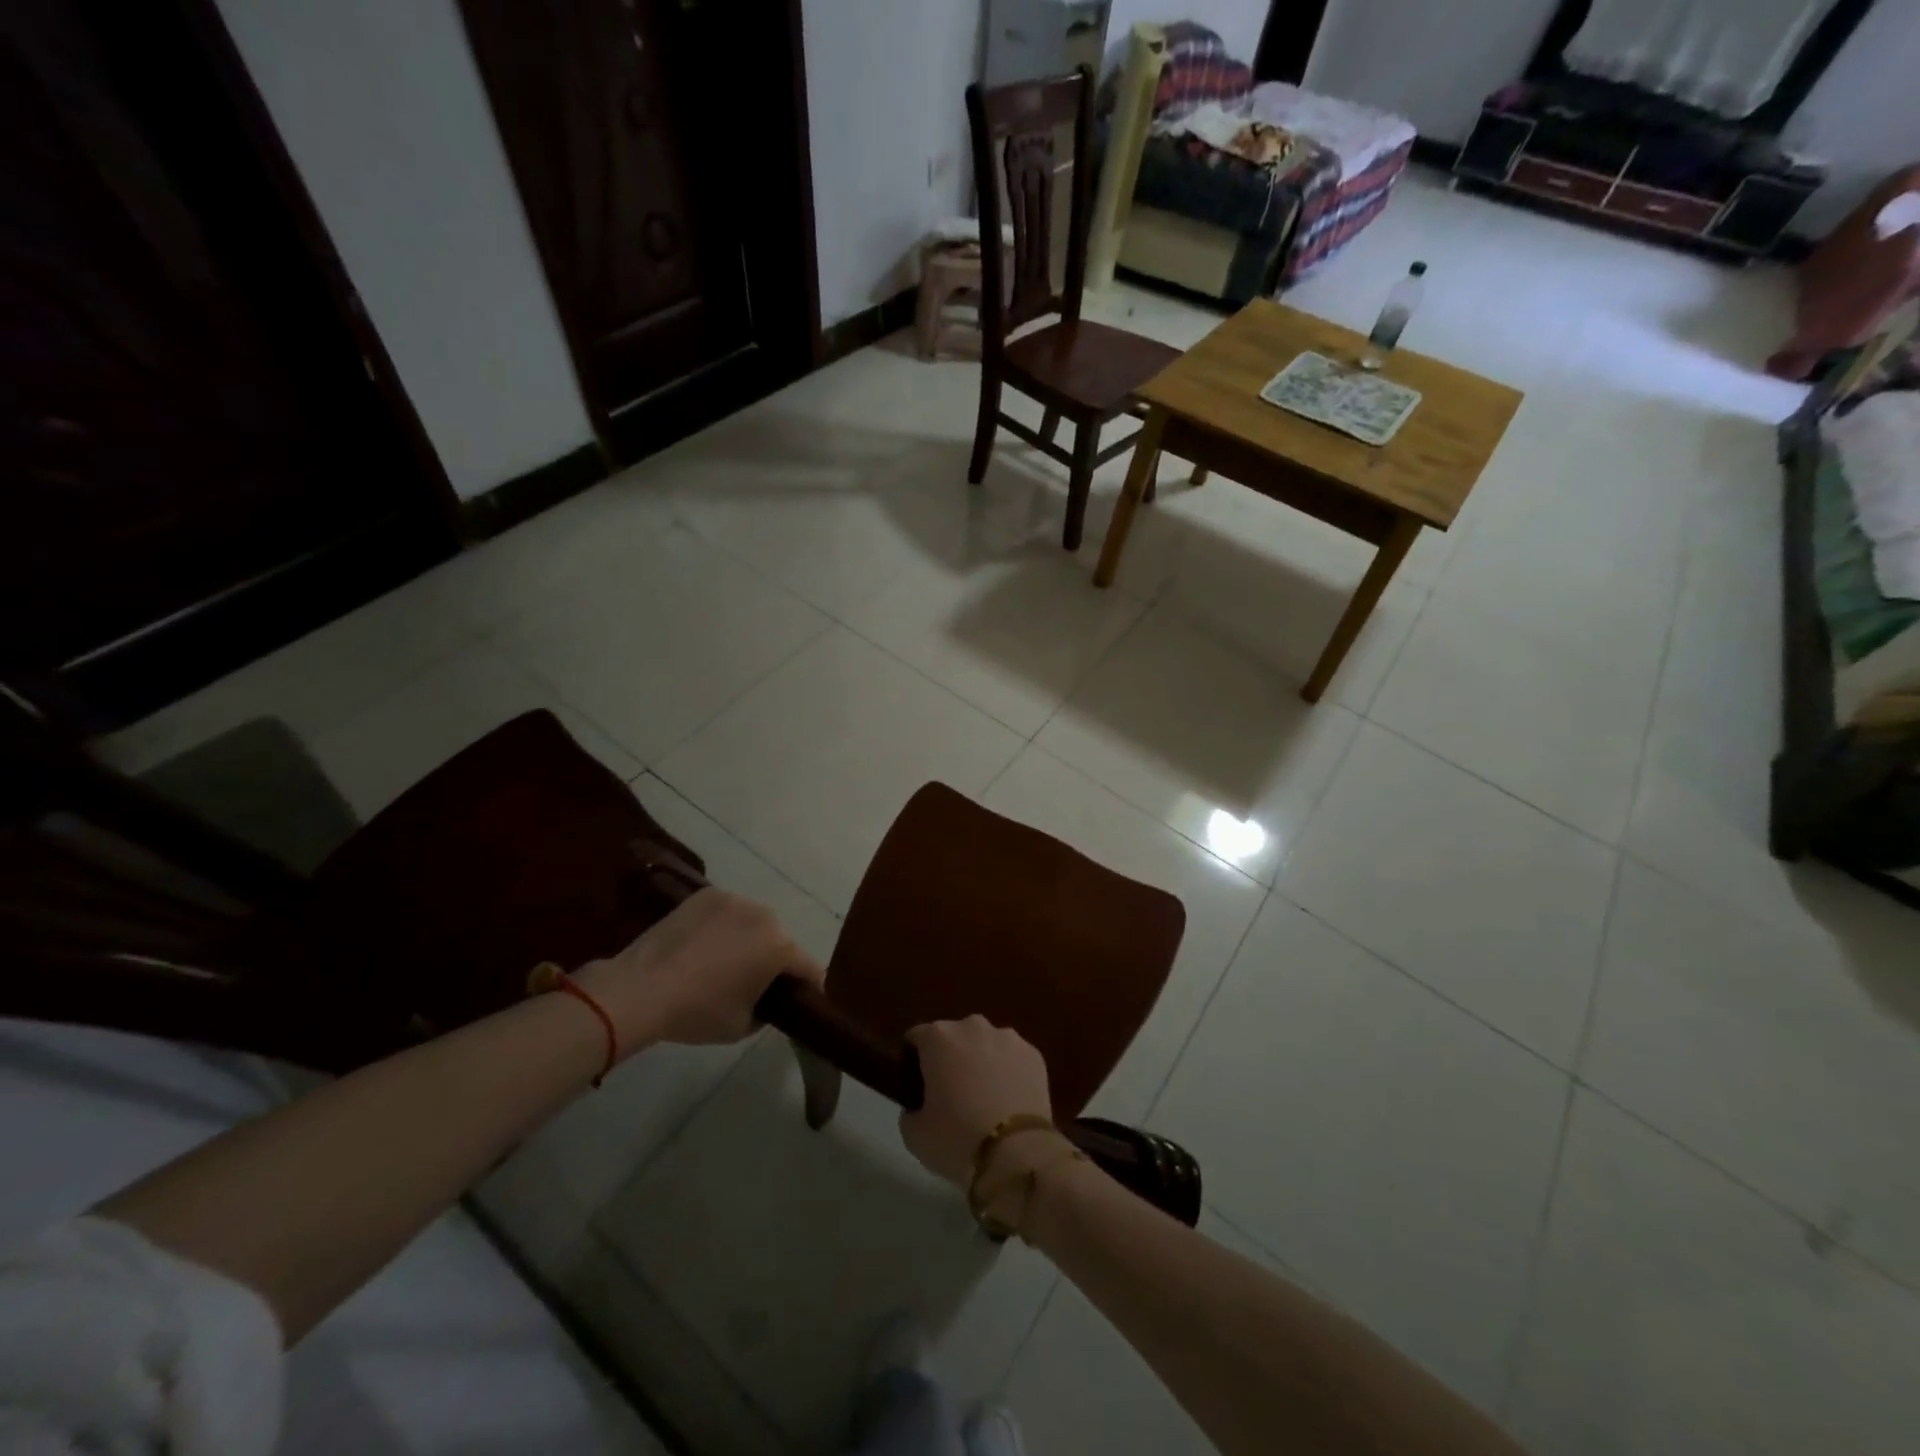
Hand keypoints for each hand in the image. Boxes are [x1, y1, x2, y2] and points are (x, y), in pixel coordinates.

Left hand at [576, 889, 824, 1051]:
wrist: (640, 990)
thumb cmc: (697, 1012)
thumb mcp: (743, 1026)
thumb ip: (768, 1010)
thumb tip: (768, 1000)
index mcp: (780, 946)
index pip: (809, 968)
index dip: (807, 988)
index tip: (797, 1002)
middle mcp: (765, 915)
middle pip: (781, 940)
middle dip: (775, 960)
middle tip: (755, 983)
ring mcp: (734, 899)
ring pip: (754, 923)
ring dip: (749, 940)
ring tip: (724, 962)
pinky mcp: (707, 894)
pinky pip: (727, 912)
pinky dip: (723, 927)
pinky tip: (703, 946)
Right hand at [899, 1017, 1055, 1188]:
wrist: (1016, 1153)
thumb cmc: (956, 1138)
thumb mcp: (914, 1134)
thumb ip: (910, 1111)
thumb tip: (918, 1107)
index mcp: (938, 1037)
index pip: (916, 1038)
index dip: (913, 1061)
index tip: (917, 1086)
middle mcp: (972, 1026)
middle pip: (954, 1037)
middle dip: (950, 1058)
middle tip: (951, 1094)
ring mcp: (1007, 1037)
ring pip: (986, 1044)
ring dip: (981, 1061)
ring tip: (985, 1098)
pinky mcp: (1034, 1053)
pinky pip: (1013, 1058)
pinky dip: (1009, 1072)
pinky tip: (1009, 1101)